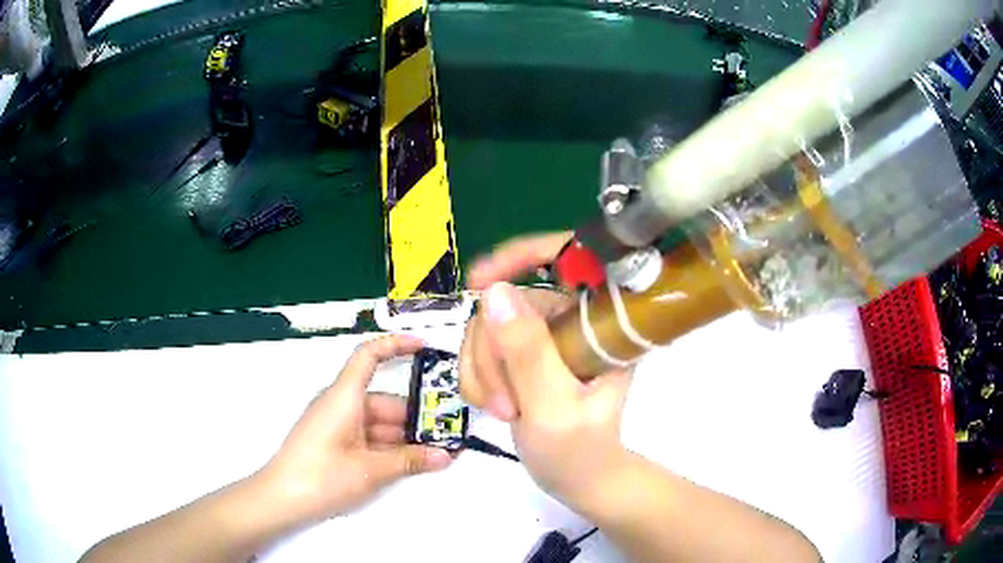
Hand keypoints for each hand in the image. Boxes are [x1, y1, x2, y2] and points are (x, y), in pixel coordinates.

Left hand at [257, 335, 452, 525]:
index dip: (396, 345)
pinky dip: (391, 447)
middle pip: (385, 401)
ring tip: (440, 452)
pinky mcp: (336, 443)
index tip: (424, 348)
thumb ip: (409, 461)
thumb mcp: (370, 470)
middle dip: (417, 416)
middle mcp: (341, 405)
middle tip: (449, 431)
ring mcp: (338, 425)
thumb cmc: (320, 476)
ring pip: (380, 423)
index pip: (369, 356)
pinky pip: (369, 437)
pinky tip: (414, 462)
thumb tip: (444, 456)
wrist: (281, 499)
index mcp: (344, 397)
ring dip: (407, 437)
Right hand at [461, 233, 631, 510]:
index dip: (524, 254)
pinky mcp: (525, 353)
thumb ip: (527, 352)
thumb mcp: (554, 406)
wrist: (577, 478)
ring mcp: (546, 335)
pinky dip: (476, 376)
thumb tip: (494, 292)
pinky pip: (481, 346)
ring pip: (489, 325)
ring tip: (501, 410)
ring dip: (481, 370)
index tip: (479, 280)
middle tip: (501, 403)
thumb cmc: (579, 450)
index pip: (569, 258)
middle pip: (510, 301)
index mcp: (599, 323)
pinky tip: (491, 406)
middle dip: (492, 353)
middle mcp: (572, 319)